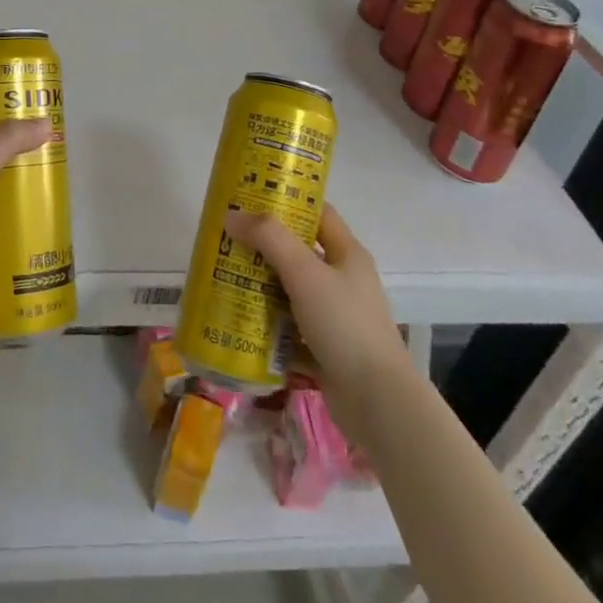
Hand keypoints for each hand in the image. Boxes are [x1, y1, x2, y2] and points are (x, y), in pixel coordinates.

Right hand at [225, 204, 409, 446]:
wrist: (378, 402)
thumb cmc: (344, 325)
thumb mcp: (305, 273)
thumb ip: (269, 239)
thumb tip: (232, 216)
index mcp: (347, 254)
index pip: (318, 213)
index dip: (288, 202)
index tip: (251, 199)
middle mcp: (343, 281)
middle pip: (298, 253)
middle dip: (263, 248)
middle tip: (227, 243)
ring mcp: (335, 317)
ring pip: (291, 292)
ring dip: (261, 288)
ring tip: (224, 280)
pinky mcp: (325, 349)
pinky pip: (290, 329)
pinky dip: (267, 326)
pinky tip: (239, 324)